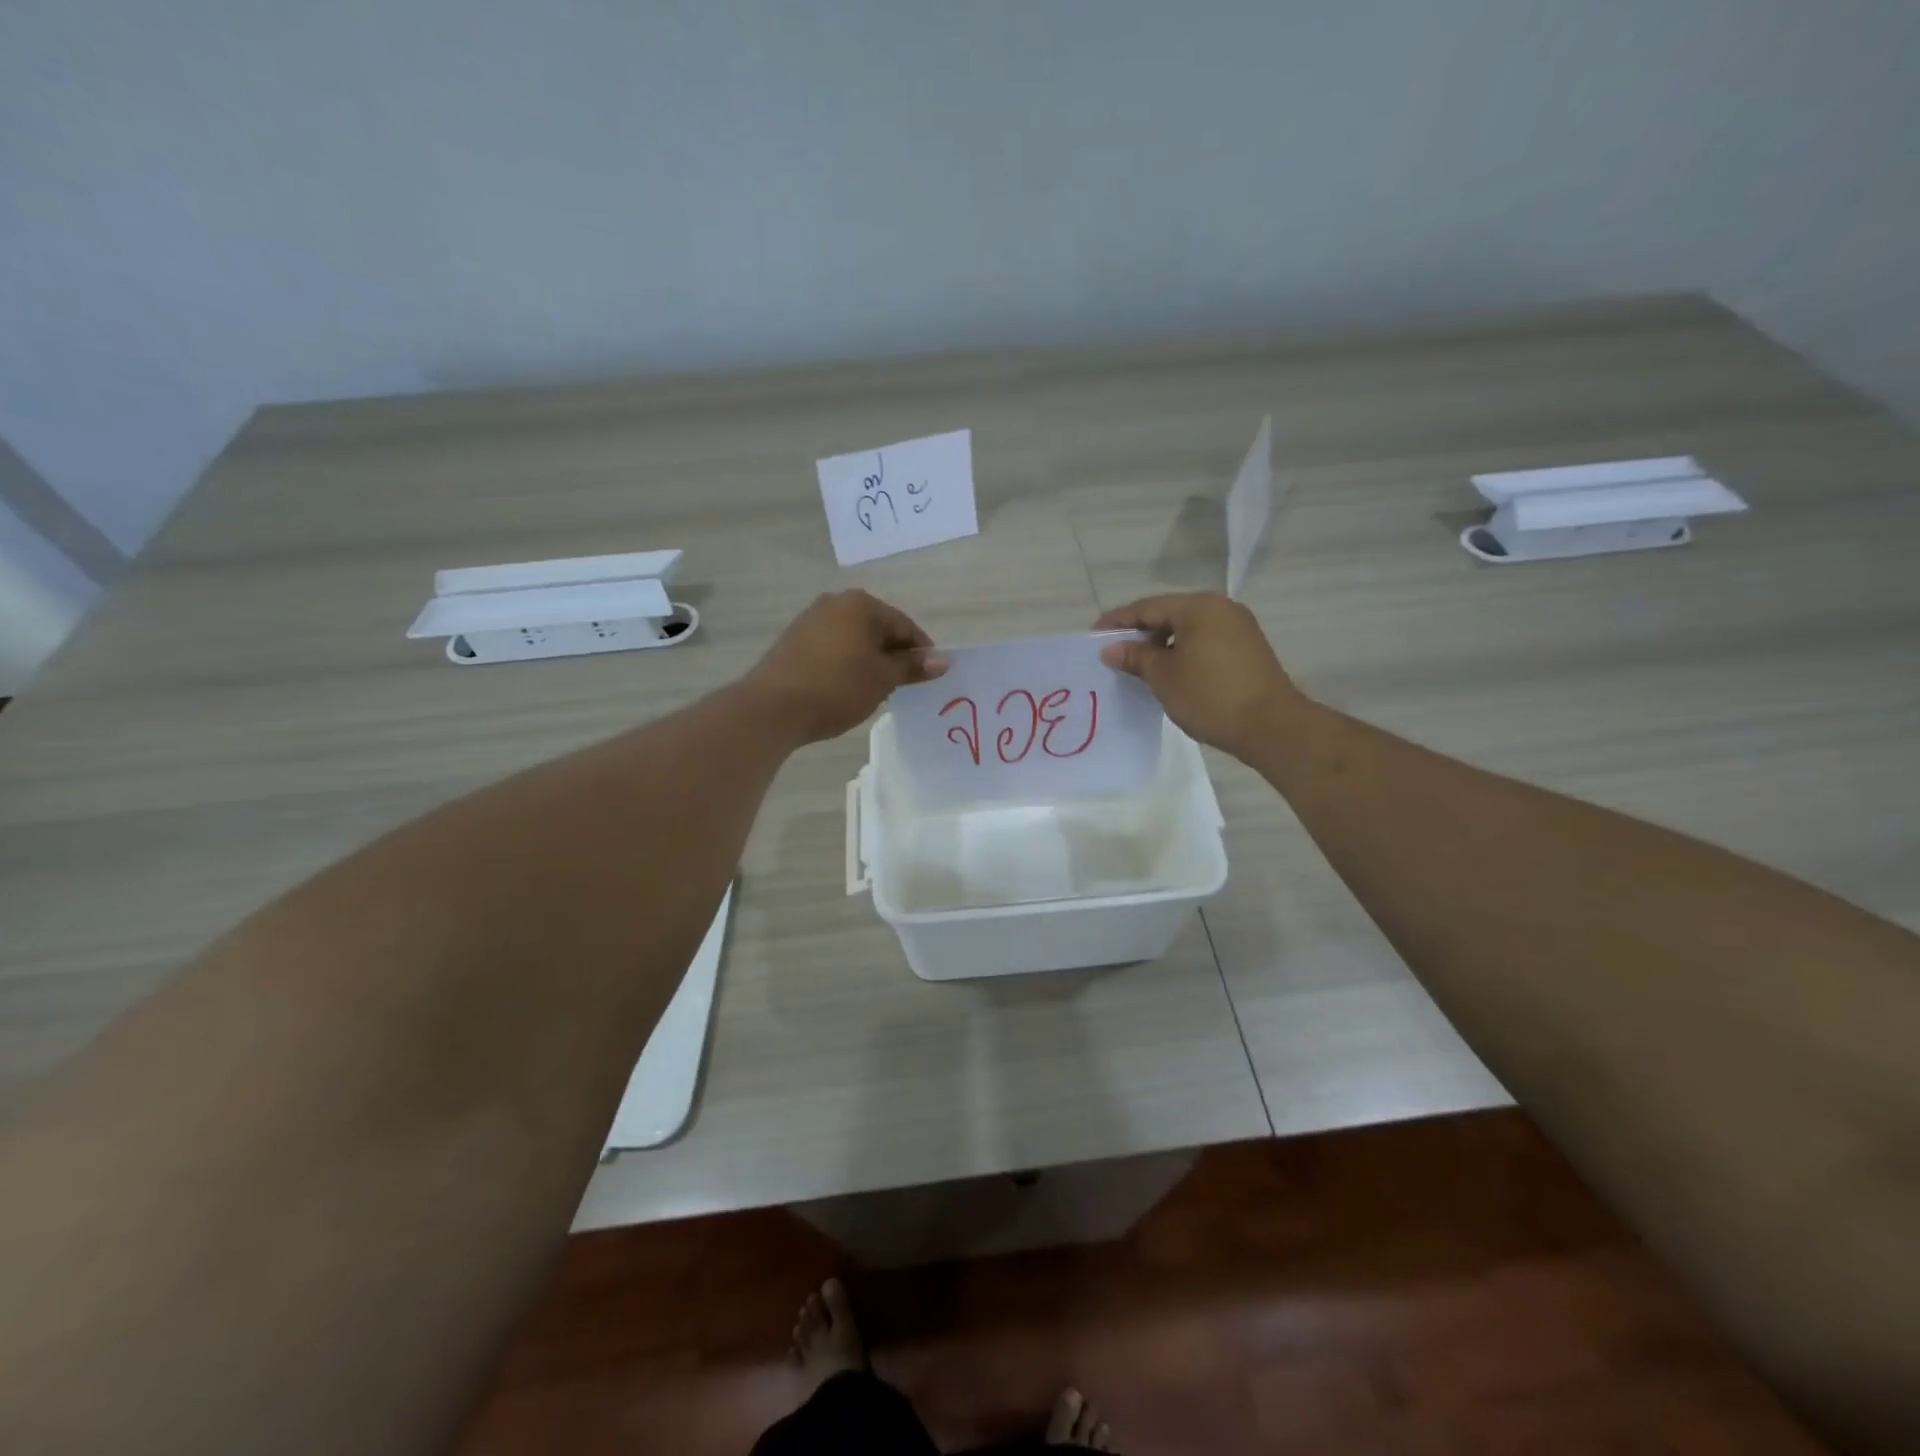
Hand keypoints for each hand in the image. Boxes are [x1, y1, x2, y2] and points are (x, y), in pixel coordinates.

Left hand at [745, 590, 947, 744]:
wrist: (773, 708)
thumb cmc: (837, 687)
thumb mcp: (883, 678)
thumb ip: (912, 666)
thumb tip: (943, 660)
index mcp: (861, 605)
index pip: (904, 625)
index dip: (921, 652)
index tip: (929, 677)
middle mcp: (834, 604)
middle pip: (878, 629)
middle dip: (893, 656)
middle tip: (904, 686)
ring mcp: (810, 621)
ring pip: (854, 640)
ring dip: (870, 662)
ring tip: (876, 691)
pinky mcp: (794, 642)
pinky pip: (833, 649)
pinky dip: (847, 665)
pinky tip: (847, 689)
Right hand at [1095, 593, 1306, 758]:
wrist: (1271, 726)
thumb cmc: (1210, 696)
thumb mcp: (1164, 677)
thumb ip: (1136, 657)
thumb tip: (1111, 649)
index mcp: (1198, 607)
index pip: (1147, 607)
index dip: (1118, 621)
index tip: (1093, 636)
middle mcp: (1220, 608)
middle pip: (1168, 615)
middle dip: (1139, 633)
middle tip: (1112, 652)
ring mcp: (1237, 628)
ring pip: (1187, 630)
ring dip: (1160, 645)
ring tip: (1136, 665)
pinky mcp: (1246, 649)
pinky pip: (1204, 642)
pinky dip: (1182, 652)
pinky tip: (1167, 672)